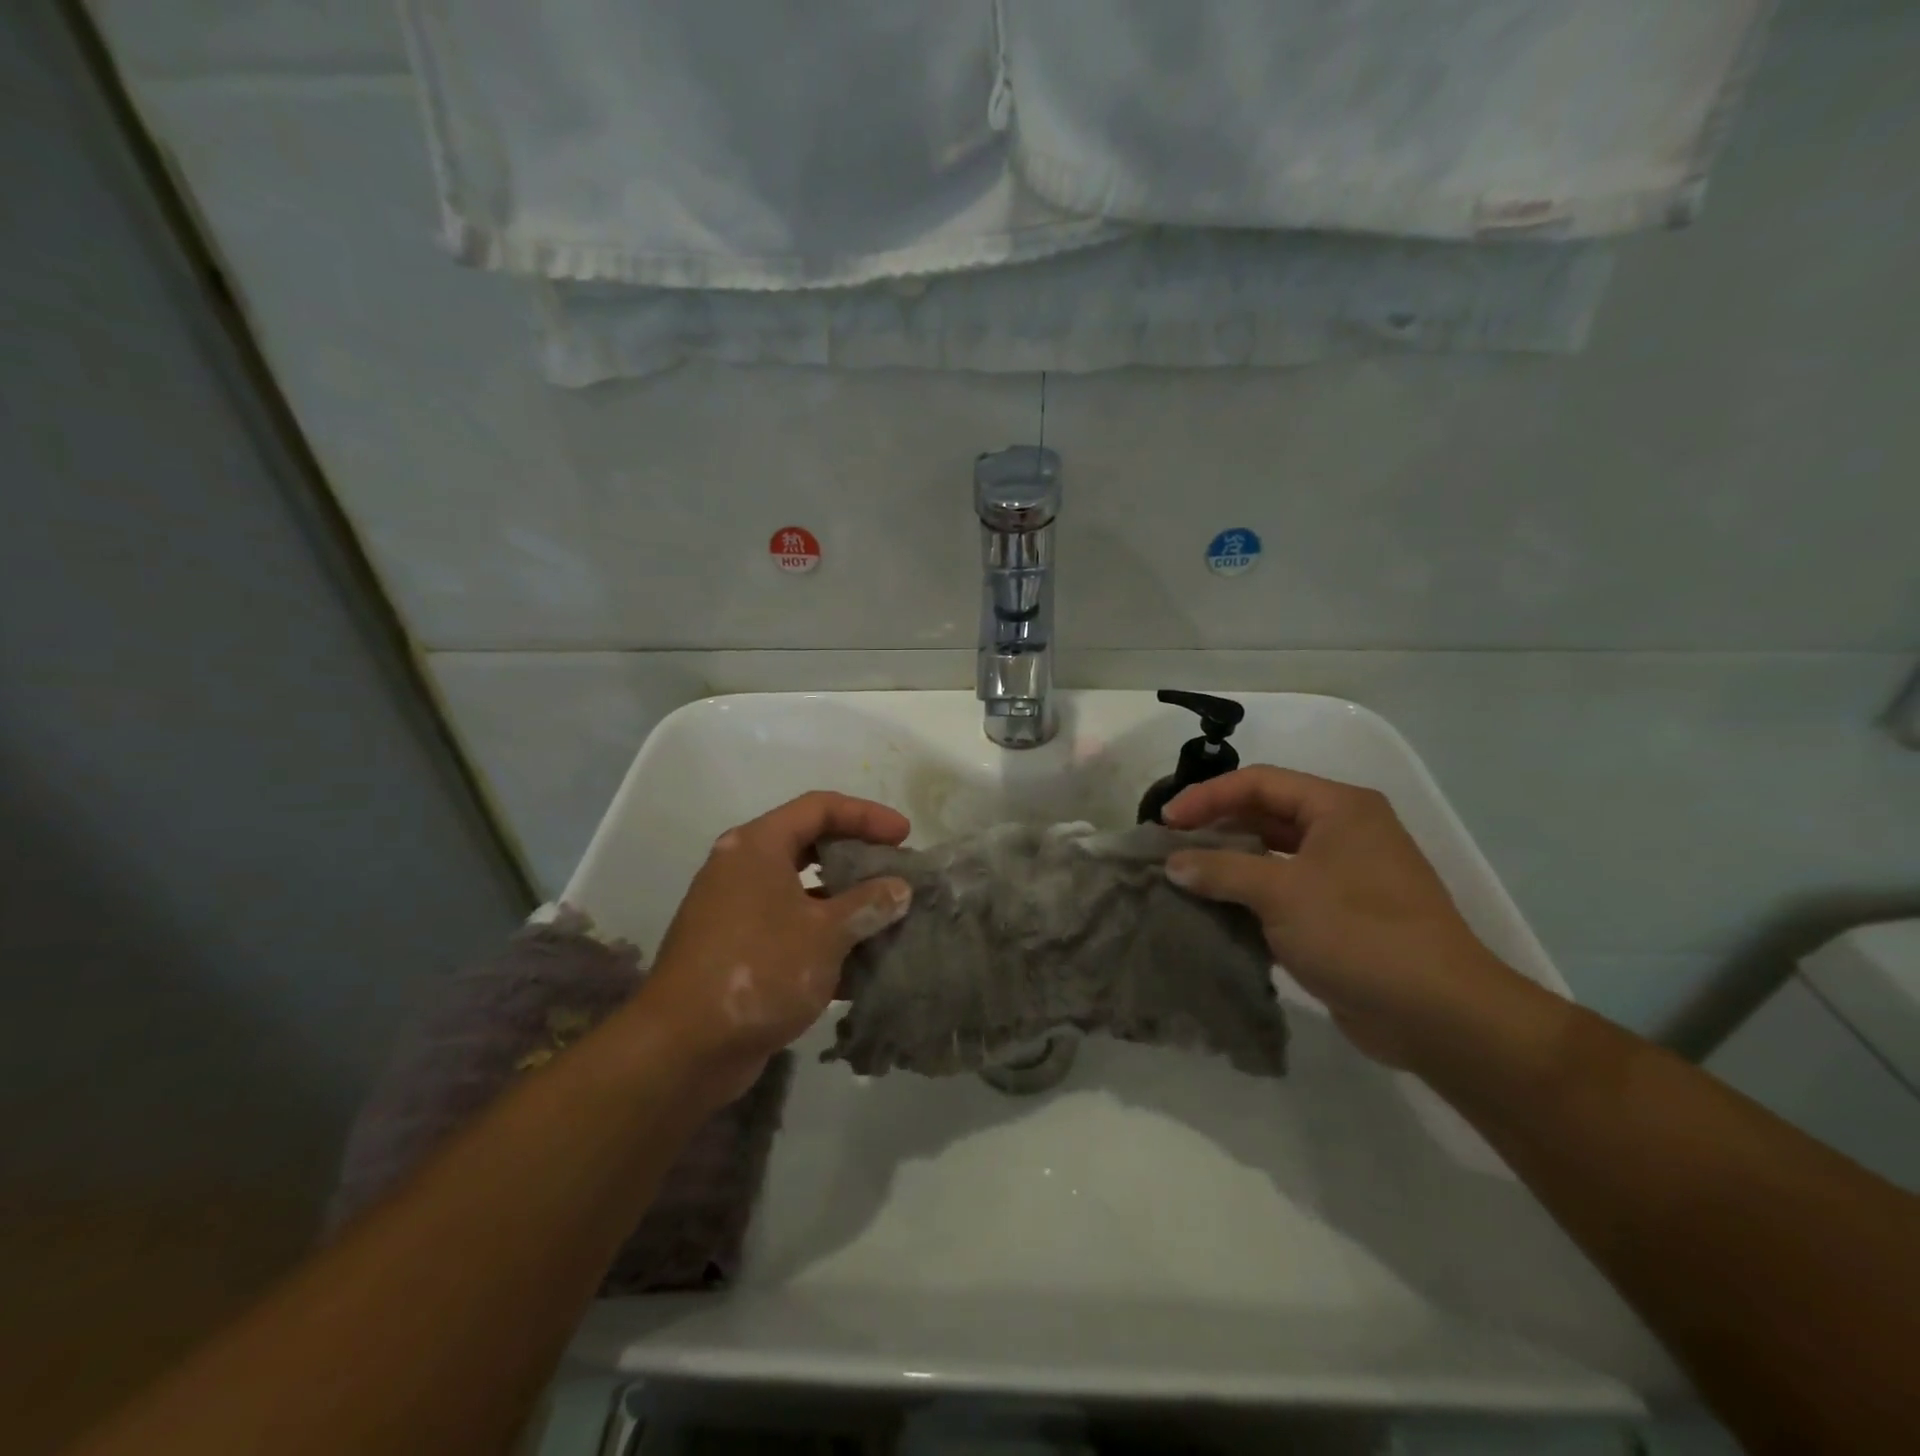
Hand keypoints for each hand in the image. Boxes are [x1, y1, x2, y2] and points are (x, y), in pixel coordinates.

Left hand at [628, 792, 912, 1109]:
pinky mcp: (737, 949)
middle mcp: (742, 868)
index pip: (819, 808)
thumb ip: (867, 904)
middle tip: (896, 872)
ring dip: (845, 903)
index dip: (866, 815)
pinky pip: (790, 928)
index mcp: (757, 846)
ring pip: (802, 891)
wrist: (685, 1048)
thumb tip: (899, 888)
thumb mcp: (825, 933)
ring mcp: (736, 910)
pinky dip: (824, 937)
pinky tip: (861, 964)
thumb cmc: (760, 969)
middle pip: (809, 845)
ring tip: (887, 917)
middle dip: (857, 858)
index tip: (904, 835)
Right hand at [1163, 766, 1520, 1067]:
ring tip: (1183, 877)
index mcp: (1339, 807)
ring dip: (1229, 864)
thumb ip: (1221, 870)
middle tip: (1169, 847)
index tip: (1165, 822)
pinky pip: (1283, 891)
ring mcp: (1344, 875)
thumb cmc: (1358, 933)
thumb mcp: (1281, 892)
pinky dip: (1248, 896)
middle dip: (1215, 828)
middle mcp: (1343, 832)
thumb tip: (1173, 864)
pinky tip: (1215, 910)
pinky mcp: (1340, 915)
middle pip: (1265, 814)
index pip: (1259, 783)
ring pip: (1272, 855)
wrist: (1438, 1014)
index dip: (1208, 797)